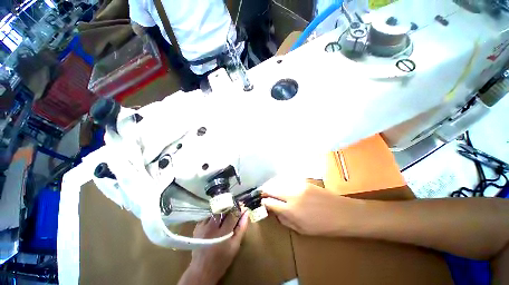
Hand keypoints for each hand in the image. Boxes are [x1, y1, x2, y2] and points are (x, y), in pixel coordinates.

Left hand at [179, 212, 248, 284]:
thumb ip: (241, 228)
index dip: (239, 208)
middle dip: (230, 207)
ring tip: (226, 213)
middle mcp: (212, 226)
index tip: (242, 206)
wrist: (202, 270)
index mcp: (223, 232)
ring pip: (215, 210)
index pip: (233, 214)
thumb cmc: (222, 259)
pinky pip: (208, 215)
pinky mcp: (197, 226)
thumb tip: (246, 213)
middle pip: (223, 209)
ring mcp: (203, 226)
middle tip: (234, 209)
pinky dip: (213, 214)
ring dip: (222, 210)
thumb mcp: (235, 246)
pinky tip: (216, 219)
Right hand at [261, 176, 361, 236]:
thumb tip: (273, 210)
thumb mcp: (301, 230)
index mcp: (291, 210)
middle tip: (263, 193)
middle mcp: (292, 195)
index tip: (262, 202)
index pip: (269, 202)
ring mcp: (298, 185)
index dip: (264, 202)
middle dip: (265, 191)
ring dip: (272, 185)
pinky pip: (287, 180)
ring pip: (278, 182)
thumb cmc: (323, 227)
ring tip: (270, 189)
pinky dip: (281, 183)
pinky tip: (282, 185)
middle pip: (271, 188)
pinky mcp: (303, 181)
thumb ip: (284, 219)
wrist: (343, 213)